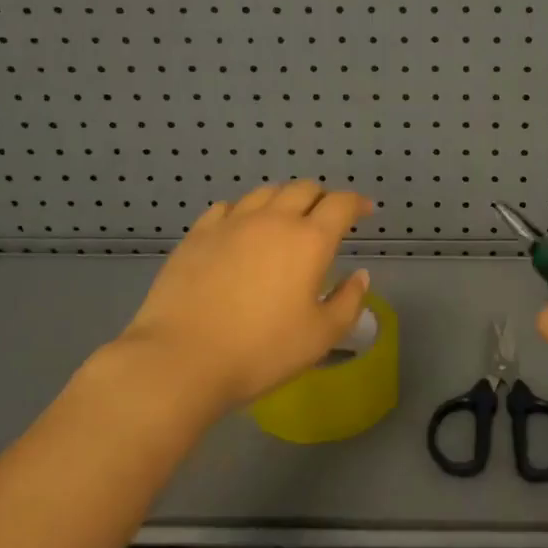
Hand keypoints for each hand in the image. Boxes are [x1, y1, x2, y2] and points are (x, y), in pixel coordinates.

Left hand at [101, 182, 374, 414]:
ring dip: (283, 200)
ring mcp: (231, 223)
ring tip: (284, 220)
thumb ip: (348, 301)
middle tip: (325, 219)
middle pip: (303, 188)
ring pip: (265, 192)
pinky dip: (244, 212)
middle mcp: (273, 220)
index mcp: (309, 240)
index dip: (357, 203)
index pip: (341, 203)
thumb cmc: (261, 351)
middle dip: (321, 198)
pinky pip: (227, 207)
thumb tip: (359, 275)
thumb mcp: (321, 336)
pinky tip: (241, 231)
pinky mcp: (198, 234)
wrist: (182, 359)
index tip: (365, 211)